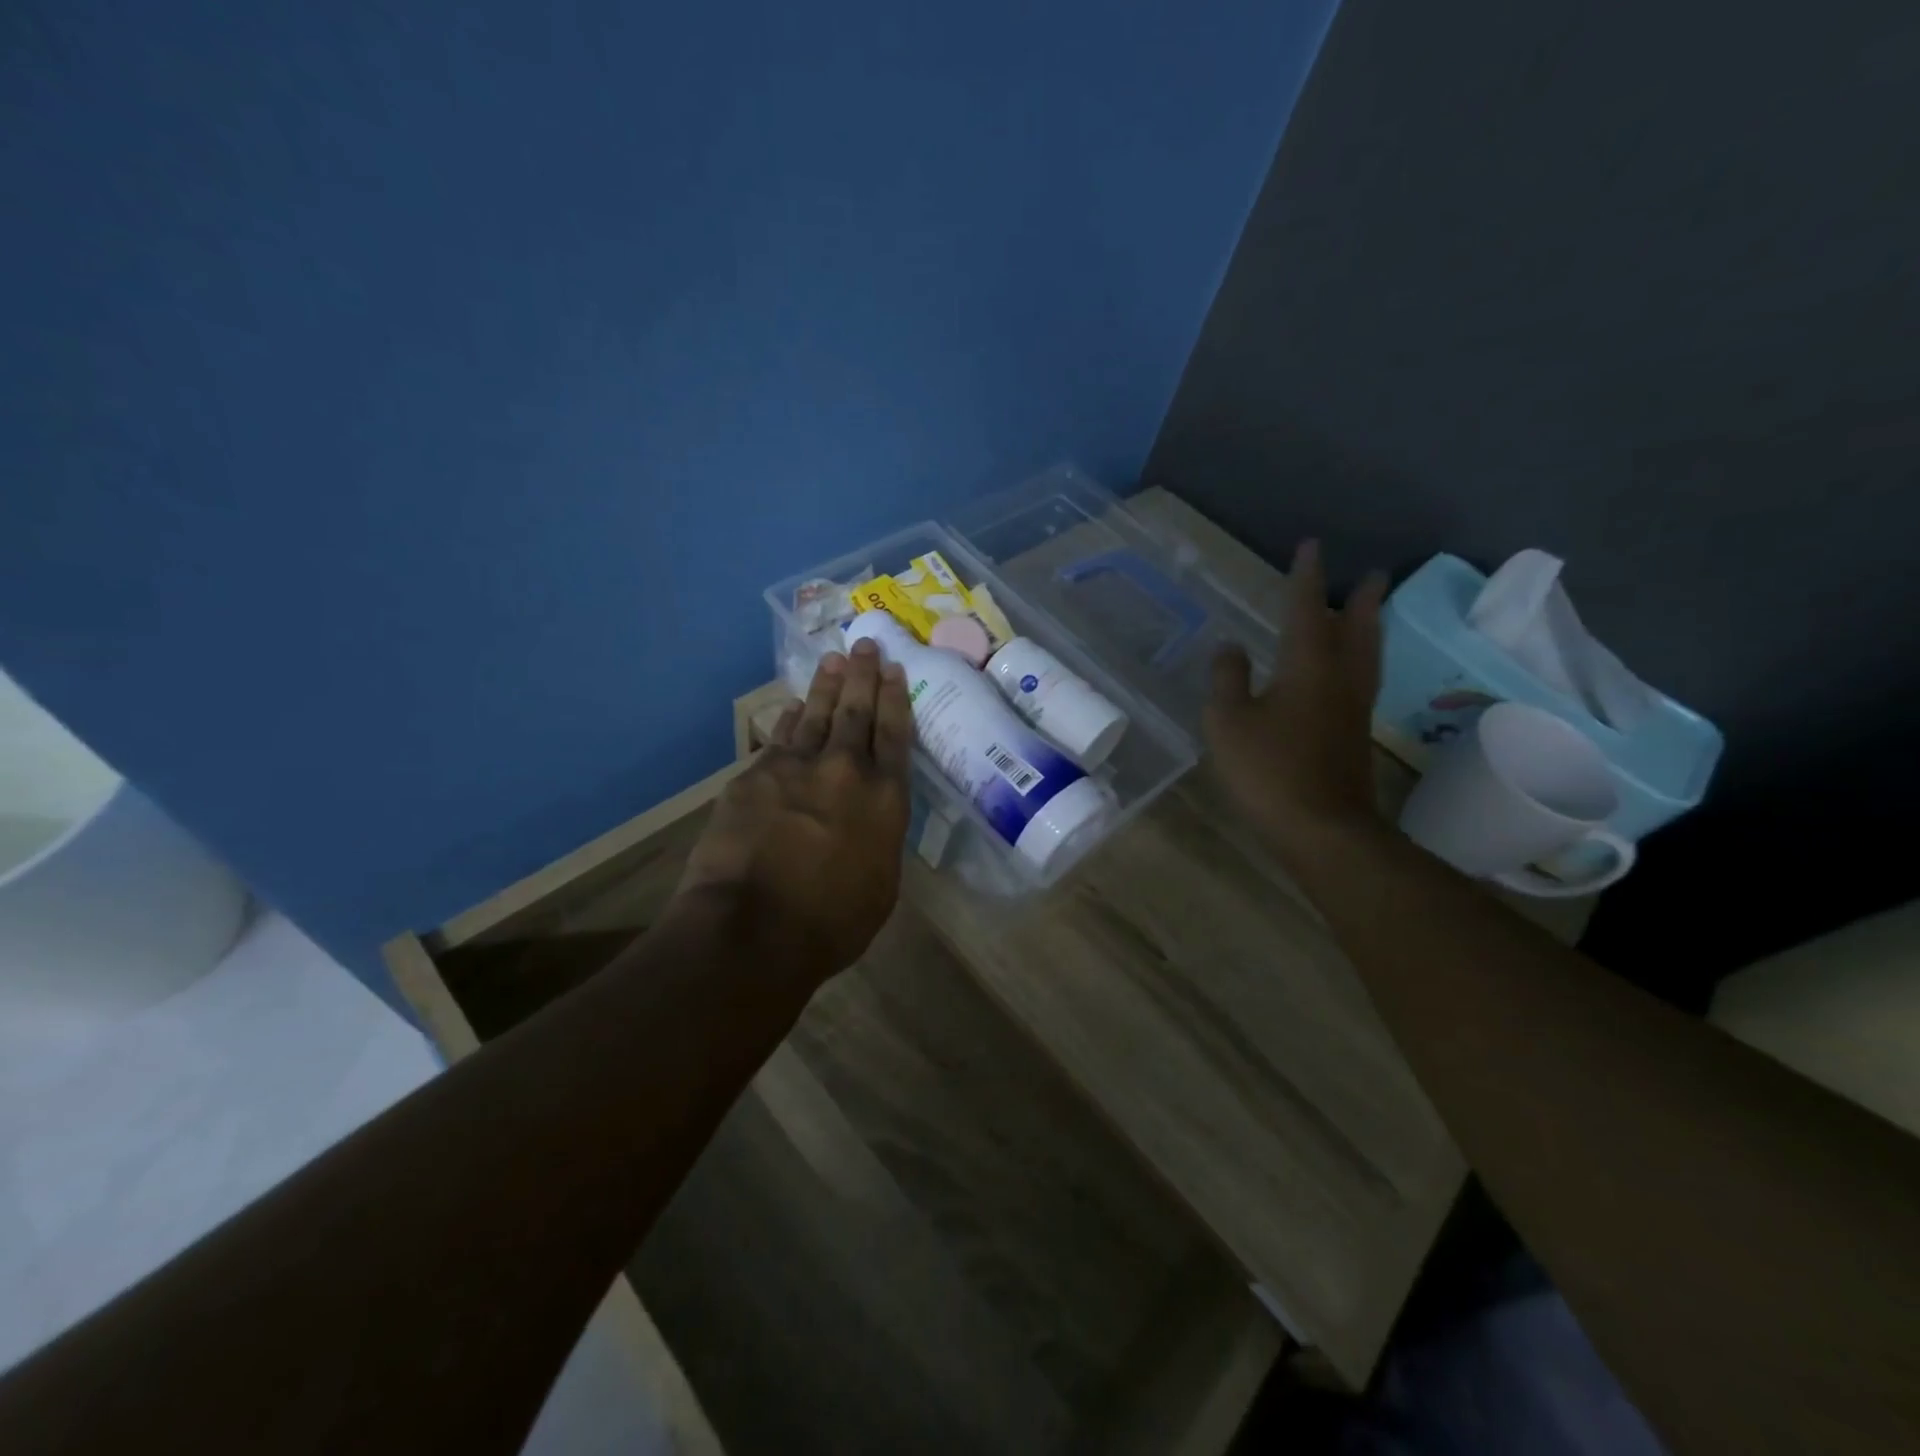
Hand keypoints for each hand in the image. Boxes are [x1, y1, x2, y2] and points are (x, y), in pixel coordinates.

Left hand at [676, 639, 913, 980]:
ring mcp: (795, 768)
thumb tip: (869, 818)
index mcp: (885, 799)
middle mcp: (845, 771)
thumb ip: (879, 839)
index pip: (894, 735)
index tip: (893, 669)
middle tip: (865, 644)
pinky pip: (778, 738)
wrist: (753, 928)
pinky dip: (787, 719)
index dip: (894, 698)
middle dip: (862, 676)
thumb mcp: (880, 885)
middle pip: (856, 712)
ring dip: (825, 686)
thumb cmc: (831, 923)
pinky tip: (790, 706)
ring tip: (833, 660)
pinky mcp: (754, 776)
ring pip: (815, 715)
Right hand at [1205, 540, 1388, 860]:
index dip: (1306, 577)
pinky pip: (1362, 678)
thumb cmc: (1268, 770)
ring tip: (1372, 609)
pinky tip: (1350, 667)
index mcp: (1307, 666)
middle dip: (1362, 598)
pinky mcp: (1354, 733)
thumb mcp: (1228, 722)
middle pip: (1357, 627)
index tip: (1311, 546)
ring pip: (1367, 654)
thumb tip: (1230, 647)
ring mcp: (1353, 707)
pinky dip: (1361, 657)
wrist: (1321, 827)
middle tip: (1373, 573)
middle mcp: (1339, 678)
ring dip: (1370, 625)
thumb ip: (1227, 679)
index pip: (1307, 609)